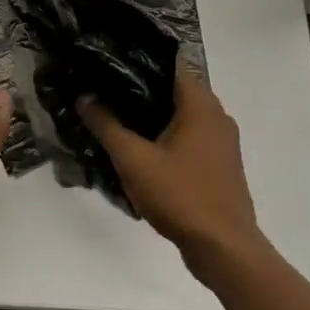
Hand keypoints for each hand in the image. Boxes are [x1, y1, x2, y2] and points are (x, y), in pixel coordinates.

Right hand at [78, 61, 265, 282]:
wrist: (224, 249)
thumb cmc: (180, 196)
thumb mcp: (134, 160)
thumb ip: (107, 125)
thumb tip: (84, 97)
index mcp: (201, 104)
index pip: (169, 64)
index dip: (137, 60)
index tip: (108, 63)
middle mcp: (217, 115)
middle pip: (174, 89)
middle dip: (139, 90)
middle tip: (103, 91)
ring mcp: (222, 141)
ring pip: (181, 115)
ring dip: (152, 116)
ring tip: (115, 118)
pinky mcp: (220, 163)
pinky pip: (189, 137)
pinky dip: (166, 136)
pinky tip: (140, 149)